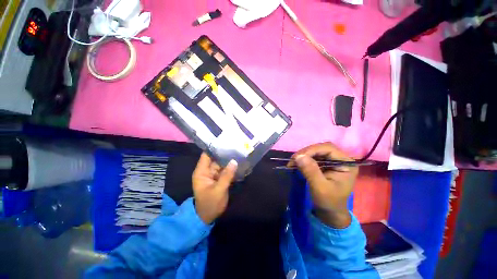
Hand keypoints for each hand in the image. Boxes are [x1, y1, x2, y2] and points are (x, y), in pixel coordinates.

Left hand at [192, 153, 237, 223]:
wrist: (207, 217)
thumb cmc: (210, 204)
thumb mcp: (218, 190)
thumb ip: (227, 176)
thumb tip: (234, 161)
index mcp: (202, 171)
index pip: (207, 155)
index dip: (214, 147)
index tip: (225, 141)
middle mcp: (207, 170)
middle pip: (216, 158)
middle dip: (225, 153)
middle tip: (237, 146)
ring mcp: (213, 174)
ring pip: (222, 163)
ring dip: (229, 160)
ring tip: (240, 152)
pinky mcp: (219, 178)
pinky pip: (225, 170)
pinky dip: (231, 167)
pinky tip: (239, 162)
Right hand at [289, 143, 357, 227]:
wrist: (330, 212)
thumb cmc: (329, 202)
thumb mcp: (320, 188)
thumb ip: (311, 171)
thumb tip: (299, 156)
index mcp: (346, 164)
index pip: (328, 148)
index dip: (312, 150)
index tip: (297, 157)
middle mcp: (341, 159)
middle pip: (321, 148)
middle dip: (305, 152)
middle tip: (293, 160)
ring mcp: (333, 161)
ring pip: (315, 151)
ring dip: (303, 155)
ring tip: (292, 162)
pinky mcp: (325, 164)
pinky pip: (313, 157)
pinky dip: (303, 159)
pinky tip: (297, 164)